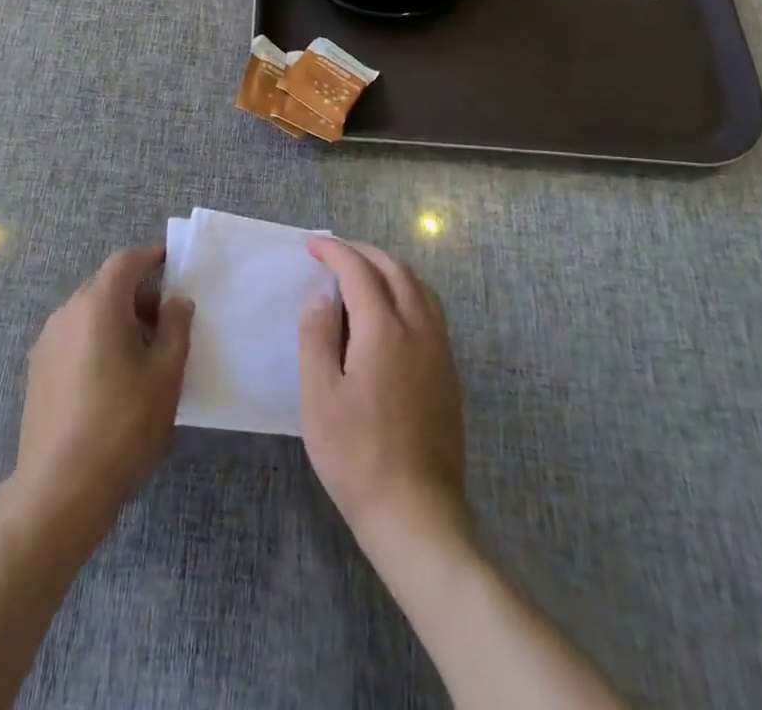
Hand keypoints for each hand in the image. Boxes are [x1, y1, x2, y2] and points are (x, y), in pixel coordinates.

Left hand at [0, 244, 193, 538]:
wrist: (59, 490)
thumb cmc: (123, 425)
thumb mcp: (165, 375)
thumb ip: (175, 327)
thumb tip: (176, 299)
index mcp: (99, 305)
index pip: (125, 262)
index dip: (150, 257)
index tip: (172, 264)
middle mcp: (67, 313)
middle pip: (105, 286)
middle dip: (137, 295)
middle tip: (166, 322)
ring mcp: (47, 343)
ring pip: (88, 314)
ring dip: (117, 320)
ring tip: (143, 356)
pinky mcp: (37, 372)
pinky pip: (73, 338)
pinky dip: (96, 340)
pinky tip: (112, 379)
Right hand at [299, 238, 468, 553]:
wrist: (417, 514)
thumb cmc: (357, 456)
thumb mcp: (319, 397)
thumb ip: (317, 337)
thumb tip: (323, 297)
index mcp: (384, 329)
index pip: (359, 270)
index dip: (335, 251)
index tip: (312, 246)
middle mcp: (418, 329)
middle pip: (395, 270)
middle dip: (364, 253)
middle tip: (334, 254)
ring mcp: (440, 350)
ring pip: (419, 287)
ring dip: (389, 269)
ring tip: (362, 274)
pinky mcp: (449, 372)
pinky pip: (431, 310)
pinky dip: (408, 291)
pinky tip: (390, 312)